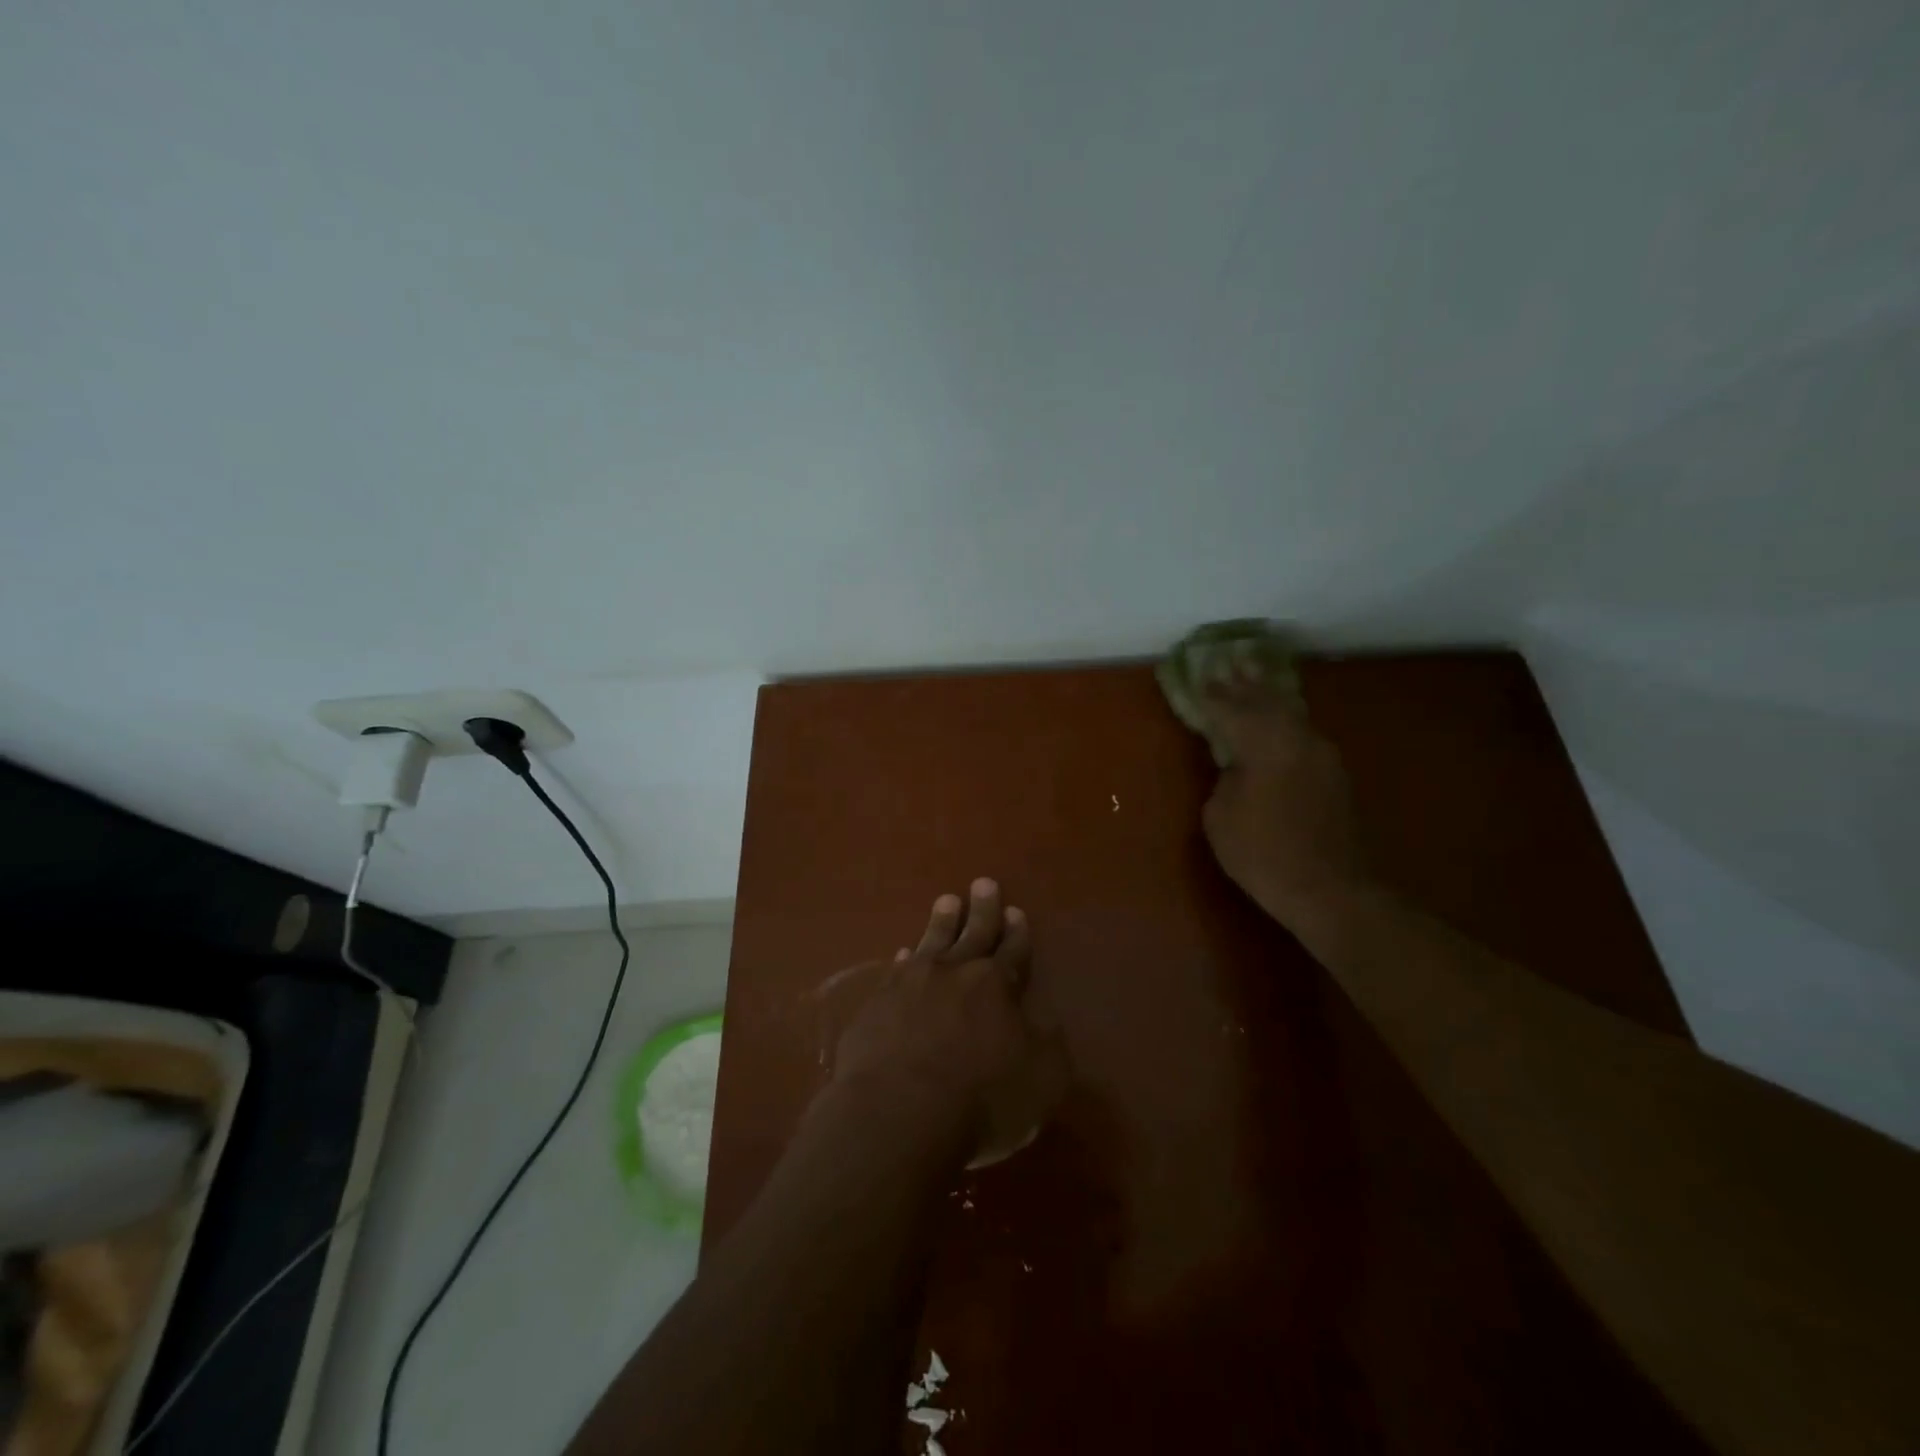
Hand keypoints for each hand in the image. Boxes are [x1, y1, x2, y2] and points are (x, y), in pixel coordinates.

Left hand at [830, 878, 1066, 1162]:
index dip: (1017, 933)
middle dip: (982, 910)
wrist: (897, 1112)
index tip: (1016, 912)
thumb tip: (1046, 1021)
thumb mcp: (1040, 1081)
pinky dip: (905, 959)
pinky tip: (904, 954)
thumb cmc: (979, 1100)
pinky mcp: (877, 1003)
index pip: (1012, 952)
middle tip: (984, 883)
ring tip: (947, 901)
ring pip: (932, 941)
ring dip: (942, 921)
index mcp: (995, 985)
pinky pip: (896, 970)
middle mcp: (953, 972)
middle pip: (972, 933)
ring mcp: (910, 983)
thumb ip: (1047, 1046)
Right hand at [1200, 677, 1373, 928]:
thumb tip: (1237, 767)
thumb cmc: (1263, 853)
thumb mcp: (1221, 816)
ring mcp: (1322, 755)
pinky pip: (1302, 733)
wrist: (1330, 889)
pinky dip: (1284, 720)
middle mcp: (1298, 738)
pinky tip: (1277, 720)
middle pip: (1267, 700)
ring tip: (1254, 679)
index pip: (1232, 708)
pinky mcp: (1334, 775)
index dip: (1213, 694)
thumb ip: (1225, 779)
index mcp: (1265, 743)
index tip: (1200, 676)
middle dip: (1246, 682)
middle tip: (1231, 661)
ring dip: (1269, 696)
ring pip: (1290, 713)